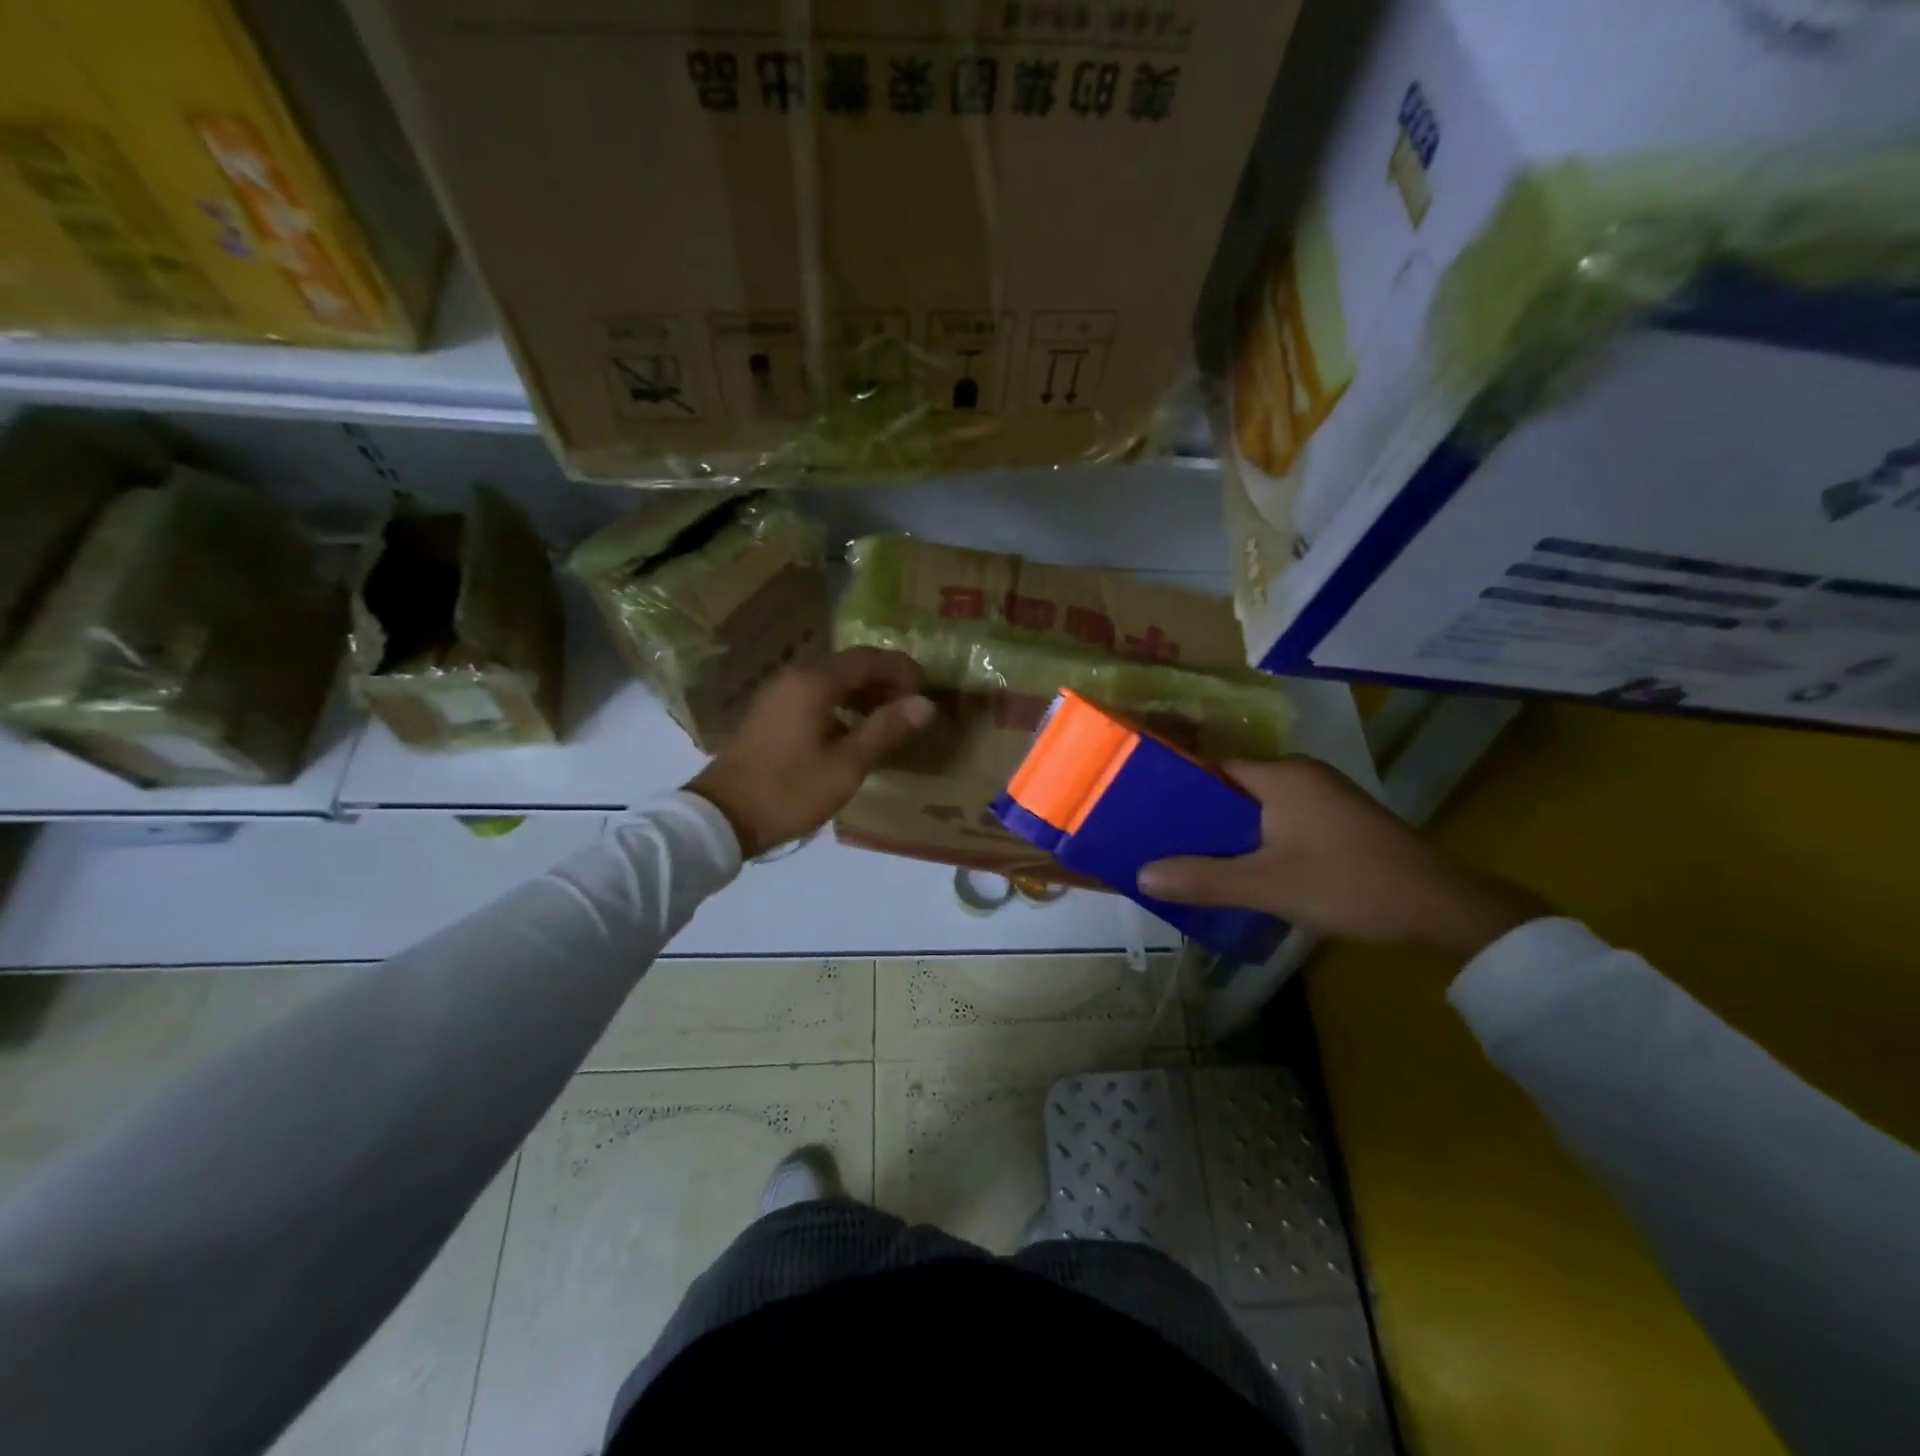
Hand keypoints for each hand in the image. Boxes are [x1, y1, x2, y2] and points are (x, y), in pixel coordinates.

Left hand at [687, 647, 935, 858]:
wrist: (721, 816)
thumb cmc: (789, 790)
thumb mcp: (846, 765)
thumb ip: (886, 730)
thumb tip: (926, 704)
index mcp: (814, 682)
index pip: (868, 659)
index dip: (901, 670)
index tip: (927, 689)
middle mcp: (795, 676)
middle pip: (849, 666)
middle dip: (884, 681)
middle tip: (912, 707)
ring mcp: (778, 693)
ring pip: (831, 681)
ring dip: (863, 694)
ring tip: (889, 720)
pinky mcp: (770, 713)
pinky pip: (814, 696)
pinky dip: (840, 705)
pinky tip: (854, 732)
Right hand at [1138, 757, 1547, 958]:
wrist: (1443, 909)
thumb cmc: (1350, 884)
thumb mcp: (1268, 886)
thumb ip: (1204, 879)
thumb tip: (1141, 875)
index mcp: (1281, 775)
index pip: (1211, 767)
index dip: (1175, 787)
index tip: (1143, 810)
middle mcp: (1301, 775)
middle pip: (1231, 786)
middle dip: (1197, 814)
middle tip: (1158, 840)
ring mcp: (1323, 796)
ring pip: (1256, 806)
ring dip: (1226, 829)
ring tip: (1187, 856)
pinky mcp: (1337, 819)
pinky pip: (1279, 819)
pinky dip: (1254, 838)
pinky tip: (1238, 866)